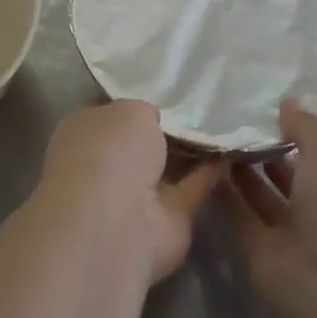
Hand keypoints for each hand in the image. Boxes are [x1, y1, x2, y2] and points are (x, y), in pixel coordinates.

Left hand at [34, 101, 222, 284]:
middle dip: (164, 130)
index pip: (111, 115)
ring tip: (224, 126)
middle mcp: (105, 165)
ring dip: (190, 153)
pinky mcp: (166, 220)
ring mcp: (134, 195)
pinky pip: (191, 188)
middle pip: (140, 144)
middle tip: (202, 108)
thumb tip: (152, 121)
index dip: (135, 105)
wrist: (116, 222)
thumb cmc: (110, 151)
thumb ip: (143, 114)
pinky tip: (232, 152)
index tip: (165, 95)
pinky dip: (210, 174)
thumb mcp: (129, 110)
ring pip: (166, 168)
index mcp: (83, 133)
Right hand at [221, 101, 316, 317]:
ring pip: (263, 195)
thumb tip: (287, 104)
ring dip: (241, 169)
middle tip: (229, 117)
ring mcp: (295, 234)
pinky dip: (224, 194)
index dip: (297, 130)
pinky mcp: (263, 252)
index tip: (264, 106)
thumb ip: (307, 127)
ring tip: (212, 134)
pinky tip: (203, 164)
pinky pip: (240, 215)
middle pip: (292, 174)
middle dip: (266, 149)